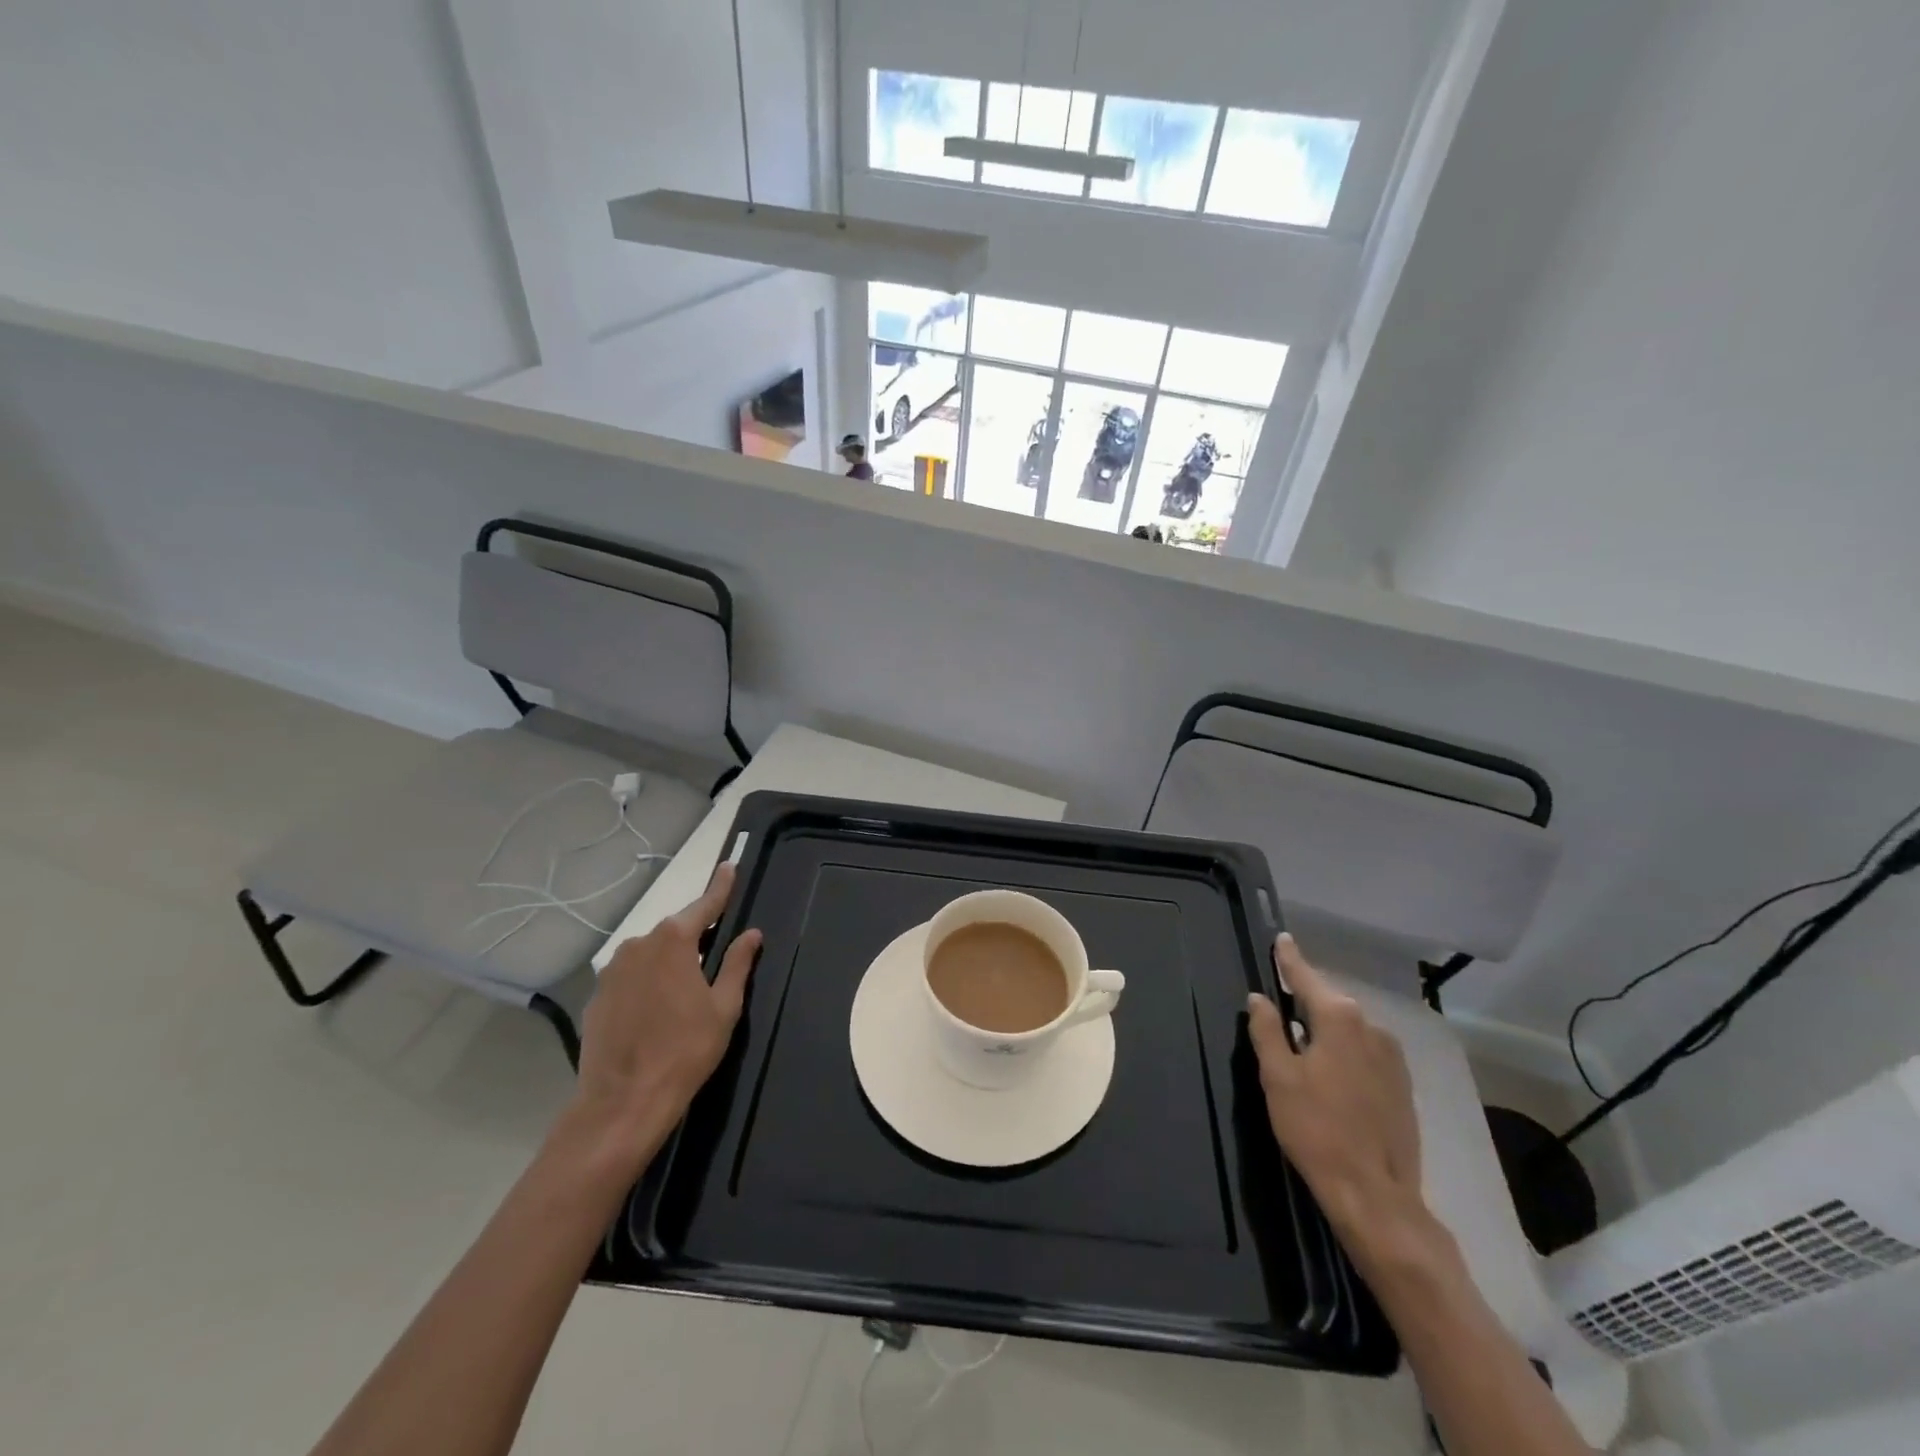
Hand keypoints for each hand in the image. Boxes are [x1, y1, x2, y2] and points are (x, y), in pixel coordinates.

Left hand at [565, 864, 761, 1173]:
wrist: (622, 1103)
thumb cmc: (685, 1051)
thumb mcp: (724, 1007)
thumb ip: (737, 964)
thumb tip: (752, 934)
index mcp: (673, 941)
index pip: (704, 905)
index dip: (720, 887)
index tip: (729, 866)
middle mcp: (638, 945)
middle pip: (674, 930)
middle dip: (693, 934)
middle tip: (714, 948)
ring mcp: (612, 971)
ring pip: (649, 953)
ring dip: (668, 960)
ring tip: (684, 987)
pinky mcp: (596, 996)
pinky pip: (630, 977)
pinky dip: (646, 982)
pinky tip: (656, 1009)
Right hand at [1247, 934, 1424, 1262]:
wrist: (1376, 1196)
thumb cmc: (1316, 1129)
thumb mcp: (1278, 1077)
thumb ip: (1267, 1030)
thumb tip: (1259, 998)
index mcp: (1339, 1019)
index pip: (1306, 977)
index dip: (1290, 958)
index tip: (1281, 938)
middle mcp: (1372, 1028)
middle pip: (1330, 1002)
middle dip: (1306, 997)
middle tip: (1281, 997)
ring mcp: (1393, 1057)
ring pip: (1350, 1029)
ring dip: (1326, 1027)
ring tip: (1302, 1038)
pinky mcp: (1403, 1085)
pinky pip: (1365, 1051)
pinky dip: (1345, 1049)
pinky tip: (1331, 1069)